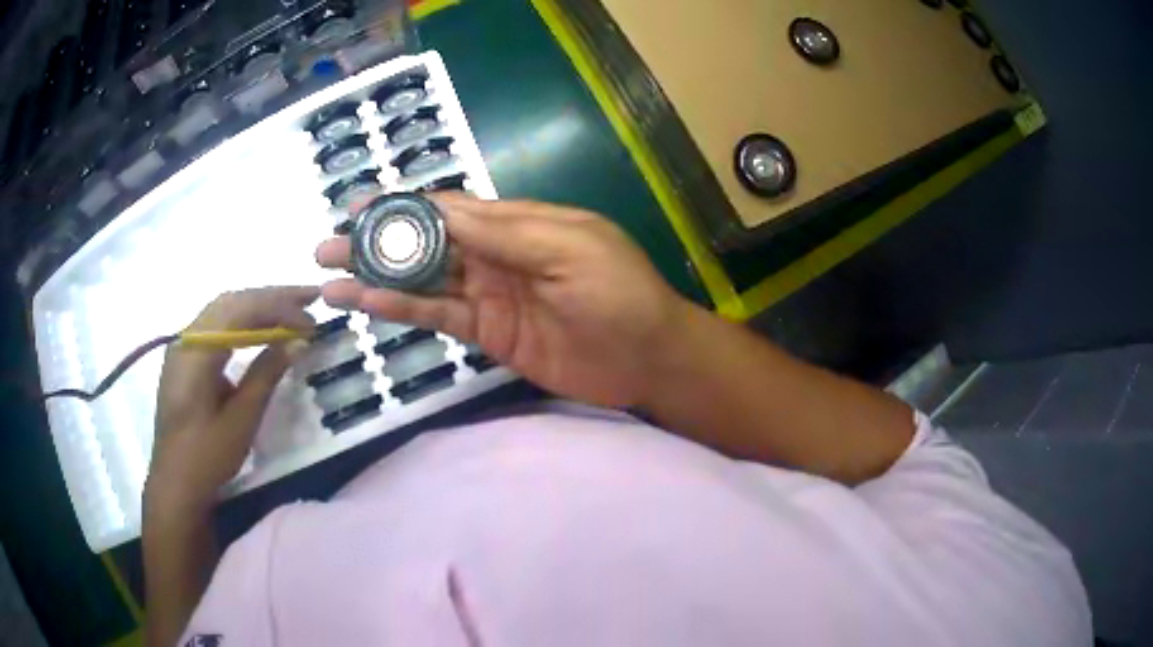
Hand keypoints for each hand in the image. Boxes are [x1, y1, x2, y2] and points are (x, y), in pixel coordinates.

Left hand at [145, 286, 317, 517]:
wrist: (175, 483)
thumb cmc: (207, 456)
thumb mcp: (241, 419)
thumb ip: (266, 374)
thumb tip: (297, 341)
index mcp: (195, 351)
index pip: (240, 310)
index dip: (278, 307)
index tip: (311, 320)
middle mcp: (186, 338)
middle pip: (231, 301)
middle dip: (271, 297)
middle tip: (309, 300)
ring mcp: (183, 346)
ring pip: (223, 310)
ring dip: (257, 307)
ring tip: (291, 310)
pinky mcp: (185, 359)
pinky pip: (216, 326)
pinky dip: (242, 322)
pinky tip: (260, 331)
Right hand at [316, 194, 693, 407]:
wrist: (647, 358)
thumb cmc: (619, 294)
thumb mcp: (569, 247)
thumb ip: (504, 231)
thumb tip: (442, 210)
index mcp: (517, 223)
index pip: (448, 208)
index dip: (402, 206)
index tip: (357, 206)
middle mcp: (495, 254)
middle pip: (424, 243)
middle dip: (376, 242)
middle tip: (327, 245)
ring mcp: (488, 295)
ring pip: (422, 282)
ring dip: (376, 279)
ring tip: (330, 279)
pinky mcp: (488, 333)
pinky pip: (438, 317)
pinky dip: (402, 310)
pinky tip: (368, 304)